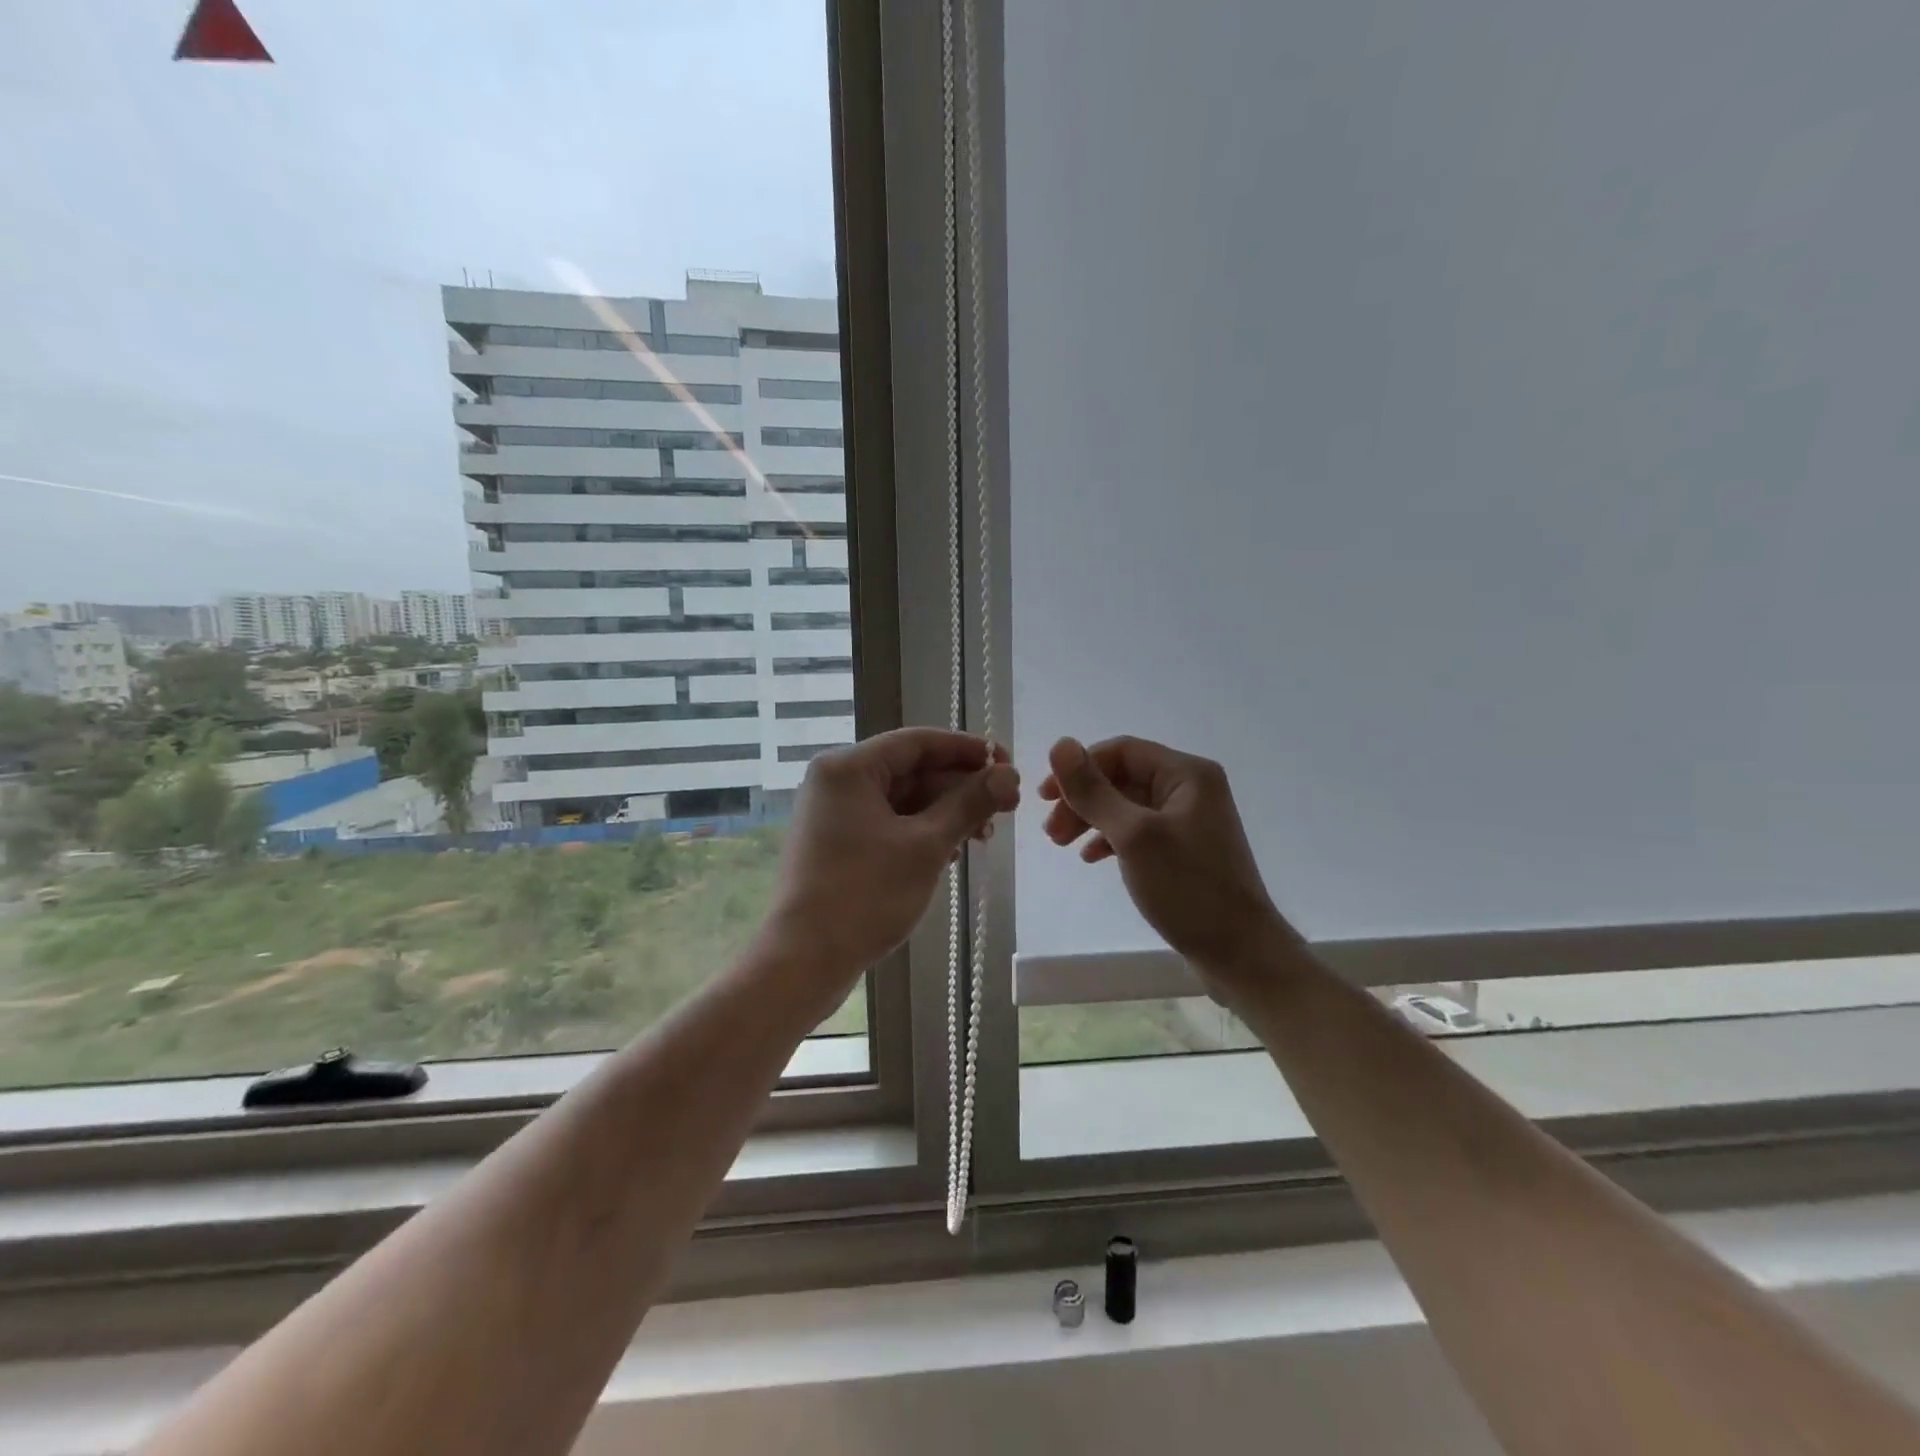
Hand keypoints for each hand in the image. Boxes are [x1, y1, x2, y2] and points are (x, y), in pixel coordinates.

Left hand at [764, 728, 1019, 987]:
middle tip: (1007, 805)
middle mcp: (837, 781)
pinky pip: (888, 823)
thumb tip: (1008, 774)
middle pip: (911, 770)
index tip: (1007, 763)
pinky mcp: (837, 843)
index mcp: (849, 767)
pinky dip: (921, 832)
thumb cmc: (865, 894)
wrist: (804, 960)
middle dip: (961, 787)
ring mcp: (834, 814)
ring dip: (946, 813)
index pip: (918, 742)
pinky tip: (952, 852)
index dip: (967, 750)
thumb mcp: (927, 845)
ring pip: (902, 800)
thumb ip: (969, 803)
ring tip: (986, 835)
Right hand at [1038, 736, 1293, 1003]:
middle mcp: (1191, 789)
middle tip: (1050, 830)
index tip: (1045, 796)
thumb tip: (1059, 745)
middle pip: (1122, 777)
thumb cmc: (1187, 887)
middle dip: (1082, 798)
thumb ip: (1094, 791)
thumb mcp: (1133, 835)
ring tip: (1060, 844)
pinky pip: (1138, 831)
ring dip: (1090, 819)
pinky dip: (1110, 839)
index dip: (1080, 767)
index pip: (1121, 751)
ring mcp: (1189, 821)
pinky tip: (1090, 857)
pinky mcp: (1184, 850)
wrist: (1240, 953)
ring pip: (1126, 806)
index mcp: (1187, 774)